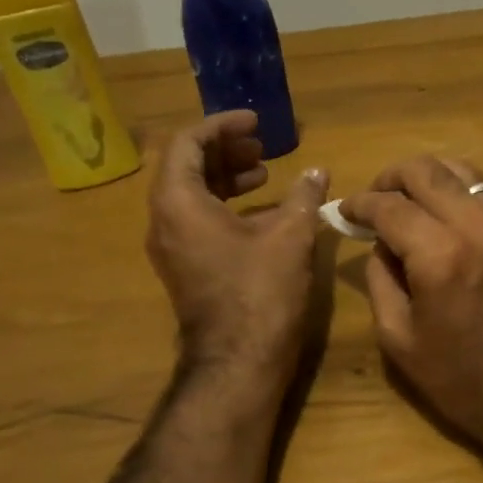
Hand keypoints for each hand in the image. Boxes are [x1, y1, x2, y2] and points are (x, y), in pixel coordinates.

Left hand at [145, 111, 328, 384]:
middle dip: (225, 150)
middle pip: (186, 167)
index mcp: (178, 202)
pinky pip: (197, 221)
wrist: (239, 361)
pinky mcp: (186, 269)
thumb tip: (317, 172)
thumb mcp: (290, 236)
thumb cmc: (260, 292)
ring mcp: (172, 248)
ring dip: (226, 178)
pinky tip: (263, 212)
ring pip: (192, 195)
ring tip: (265, 173)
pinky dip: (225, 206)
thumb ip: (303, 196)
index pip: (188, 142)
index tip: (256, 122)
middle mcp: (164, 220)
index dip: (223, 125)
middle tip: (263, 146)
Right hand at [340, 156, 482, 451]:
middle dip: (391, 178)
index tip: (346, 211)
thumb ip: (380, 278)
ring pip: (461, 172)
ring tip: (407, 198)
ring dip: (427, 177)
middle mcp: (475, 229)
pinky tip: (441, 211)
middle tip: (374, 198)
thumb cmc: (454, 376)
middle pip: (426, 172)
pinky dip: (457, 190)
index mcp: (439, 256)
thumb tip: (380, 242)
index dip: (360, 203)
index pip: (390, 205)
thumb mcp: (397, 336)